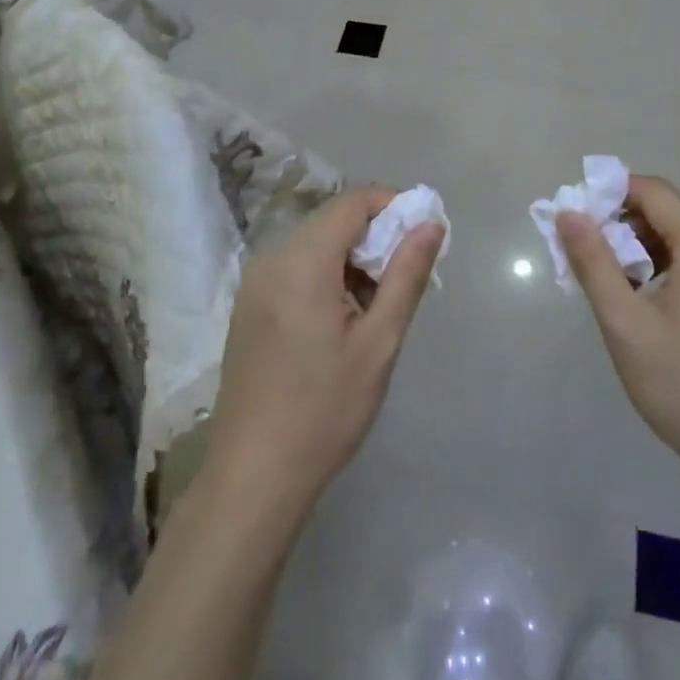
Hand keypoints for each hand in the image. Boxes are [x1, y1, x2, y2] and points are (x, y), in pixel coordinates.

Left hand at [203, 187, 442, 524]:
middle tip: (408, 277)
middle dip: (375, 237)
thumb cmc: (324, 411)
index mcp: (301, 261)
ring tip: (379, 307)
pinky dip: (327, 276)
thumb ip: (406, 275)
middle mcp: (271, 259)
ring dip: (352, 260)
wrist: (253, 477)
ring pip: (315, 246)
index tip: (424, 234)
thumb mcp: (379, 343)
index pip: (352, 202)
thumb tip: (430, 223)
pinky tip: (343, 321)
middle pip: (332, 222)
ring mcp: (254, 283)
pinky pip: (295, 269)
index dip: (392, 206)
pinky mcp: (249, 306)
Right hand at [558, 176, 679, 494]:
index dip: (612, 193)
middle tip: (590, 255)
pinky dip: (671, 266)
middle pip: (671, 214)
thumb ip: (592, 261)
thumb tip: (568, 213)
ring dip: (646, 248)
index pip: (654, 191)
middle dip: (625, 225)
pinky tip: (651, 300)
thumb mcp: (624, 324)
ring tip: (616, 283)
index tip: (578, 217)